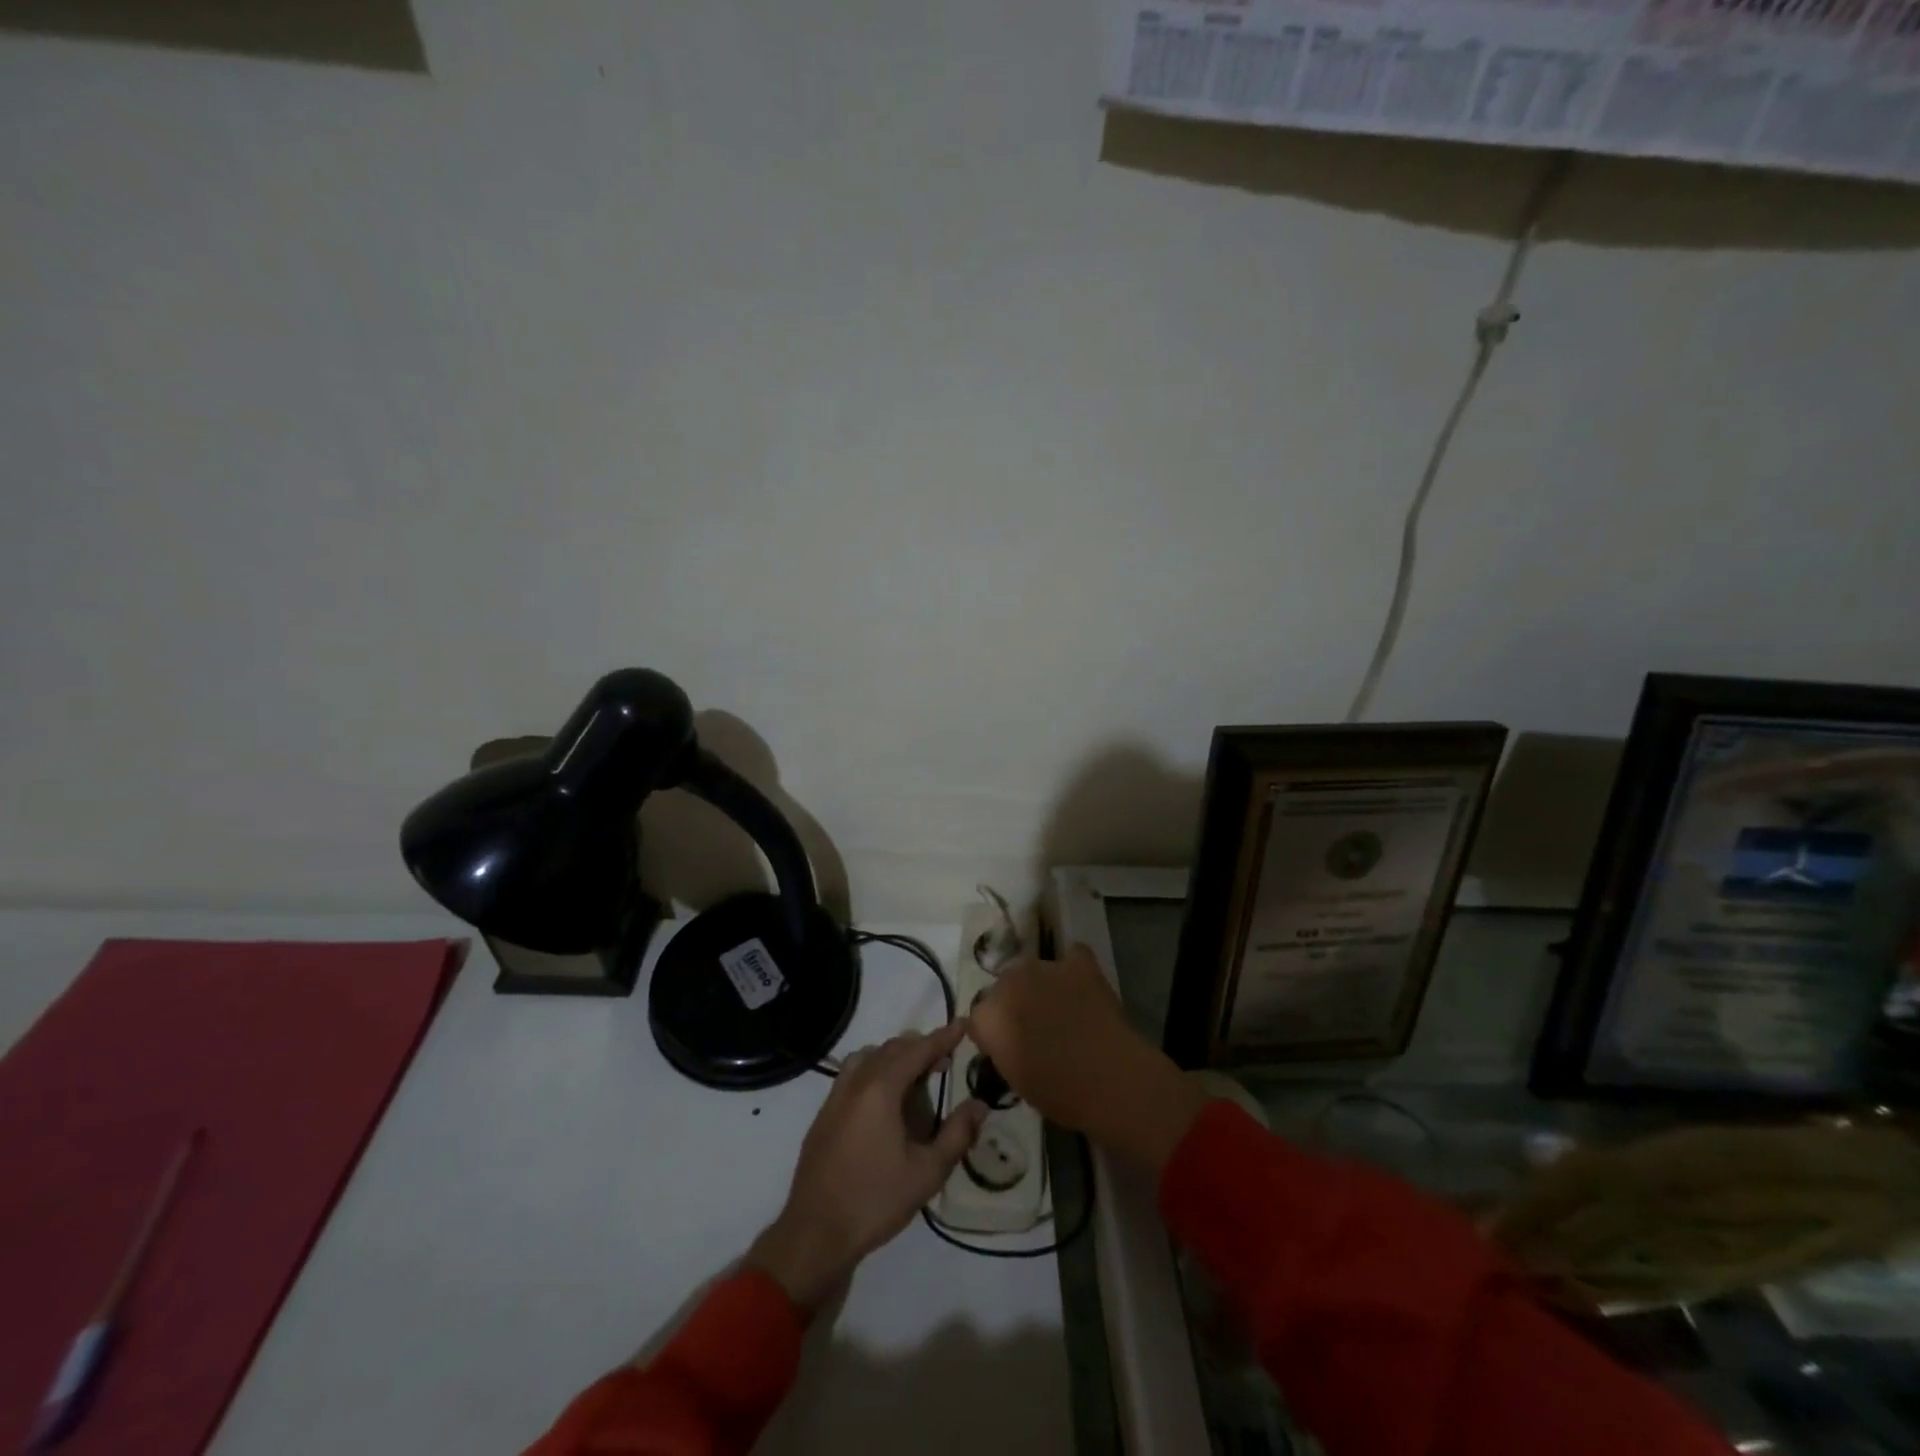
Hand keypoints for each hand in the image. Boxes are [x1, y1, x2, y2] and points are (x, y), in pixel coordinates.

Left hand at [749, 1021, 985, 1312]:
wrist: (815, 1233)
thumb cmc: (875, 1200)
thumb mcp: (927, 1172)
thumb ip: (957, 1134)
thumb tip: (980, 1105)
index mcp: (881, 1089)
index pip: (918, 1050)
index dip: (943, 1037)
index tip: (963, 1024)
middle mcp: (856, 1082)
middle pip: (892, 1048)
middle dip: (921, 1047)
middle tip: (945, 1059)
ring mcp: (835, 1096)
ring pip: (870, 1057)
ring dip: (896, 1056)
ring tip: (917, 1075)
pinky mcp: (824, 1114)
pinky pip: (854, 1073)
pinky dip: (875, 1069)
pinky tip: (886, 1097)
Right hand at [969, 946, 1203, 1173]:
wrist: (1109, 1078)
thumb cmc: (1058, 1093)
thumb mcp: (1014, 1078)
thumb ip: (1002, 1049)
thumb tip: (1006, 1039)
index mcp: (987, 1015)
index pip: (979, 1016)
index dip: (993, 1031)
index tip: (1008, 1047)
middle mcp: (1008, 982)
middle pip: (1003, 986)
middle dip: (1014, 1001)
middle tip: (1035, 1026)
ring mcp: (1044, 967)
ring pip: (1033, 970)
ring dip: (1041, 985)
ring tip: (1062, 1007)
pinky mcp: (1077, 962)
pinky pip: (1072, 957)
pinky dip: (1074, 970)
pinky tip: (1083, 988)